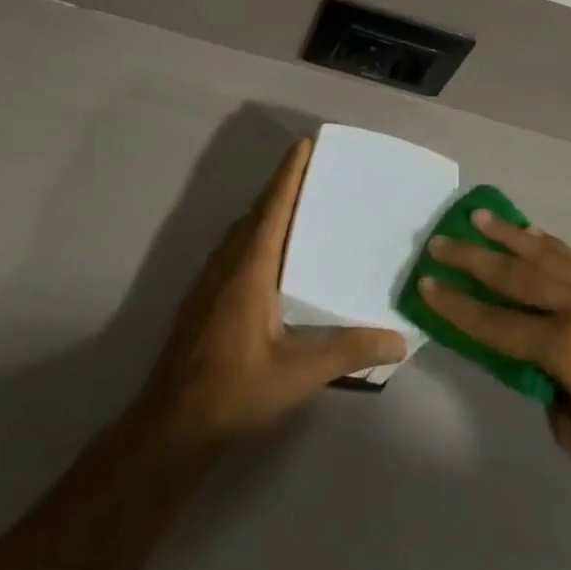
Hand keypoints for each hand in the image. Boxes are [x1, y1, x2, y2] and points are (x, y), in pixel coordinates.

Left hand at [132, 138, 407, 450]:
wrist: (170, 426)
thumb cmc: (234, 391)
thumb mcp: (298, 374)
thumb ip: (348, 352)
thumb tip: (400, 340)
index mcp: (250, 269)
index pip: (273, 208)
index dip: (289, 174)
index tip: (304, 143)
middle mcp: (227, 264)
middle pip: (256, 212)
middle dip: (282, 186)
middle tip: (313, 169)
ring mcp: (210, 281)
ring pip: (241, 231)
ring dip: (266, 210)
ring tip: (296, 205)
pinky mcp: (202, 299)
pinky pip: (233, 249)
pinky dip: (254, 234)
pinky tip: (269, 255)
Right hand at [419, 212, 570, 511]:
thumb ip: (547, 390)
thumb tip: (535, 362)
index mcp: (568, 350)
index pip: (497, 324)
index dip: (457, 307)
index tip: (425, 285)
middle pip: (517, 277)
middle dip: (473, 259)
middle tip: (440, 241)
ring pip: (548, 257)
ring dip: (510, 236)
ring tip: (479, 217)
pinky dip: (551, 246)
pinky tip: (532, 236)